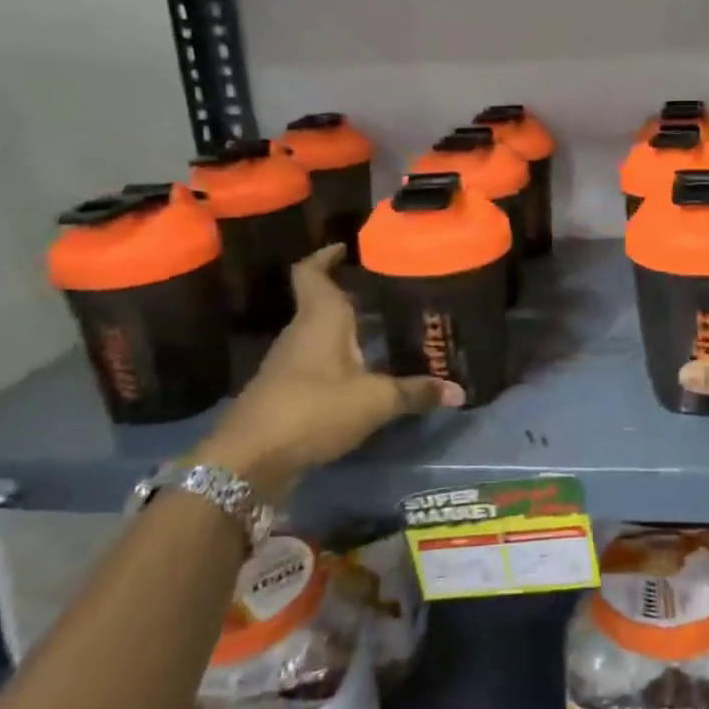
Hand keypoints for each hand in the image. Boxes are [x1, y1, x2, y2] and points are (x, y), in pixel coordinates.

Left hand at [195, 245, 462, 496]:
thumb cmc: (313, 409)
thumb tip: (459, 391)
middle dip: (351, 294)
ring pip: (319, 333)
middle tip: (389, 291)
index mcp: (320, 318)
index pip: (312, 272)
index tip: (347, 247)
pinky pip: (316, 362)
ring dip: (345, 329)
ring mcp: (289, 364)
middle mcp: (301, 333)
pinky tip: (364, 373)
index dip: (326, 255)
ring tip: (383, 328)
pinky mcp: (285, 392)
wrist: (249, 461)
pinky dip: (338, 360)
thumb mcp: (375, 401)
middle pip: (320, 301)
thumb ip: (416, 392)